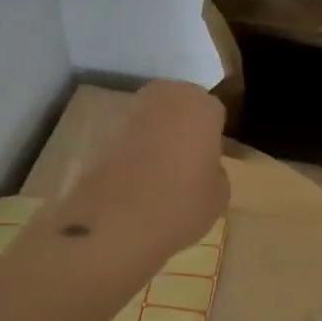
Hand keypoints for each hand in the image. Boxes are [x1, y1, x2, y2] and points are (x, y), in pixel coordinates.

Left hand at [58, 81, 229, 270]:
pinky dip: (134, 151)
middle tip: (189, 162)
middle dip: (184, 127)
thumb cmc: (181, 203)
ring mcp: (131, 112)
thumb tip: (204, 169)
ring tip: (162, 174)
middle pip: (182, 107)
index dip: (213, 137)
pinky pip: (131, 137)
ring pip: (154, 119)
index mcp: (202, 106)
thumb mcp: (219, 195)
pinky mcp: (102, 131)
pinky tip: (138, 181)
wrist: (114, 223)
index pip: (215, 113)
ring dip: (158, 137)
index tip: (212, 160)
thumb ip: (215, 172)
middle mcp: (166, 98)